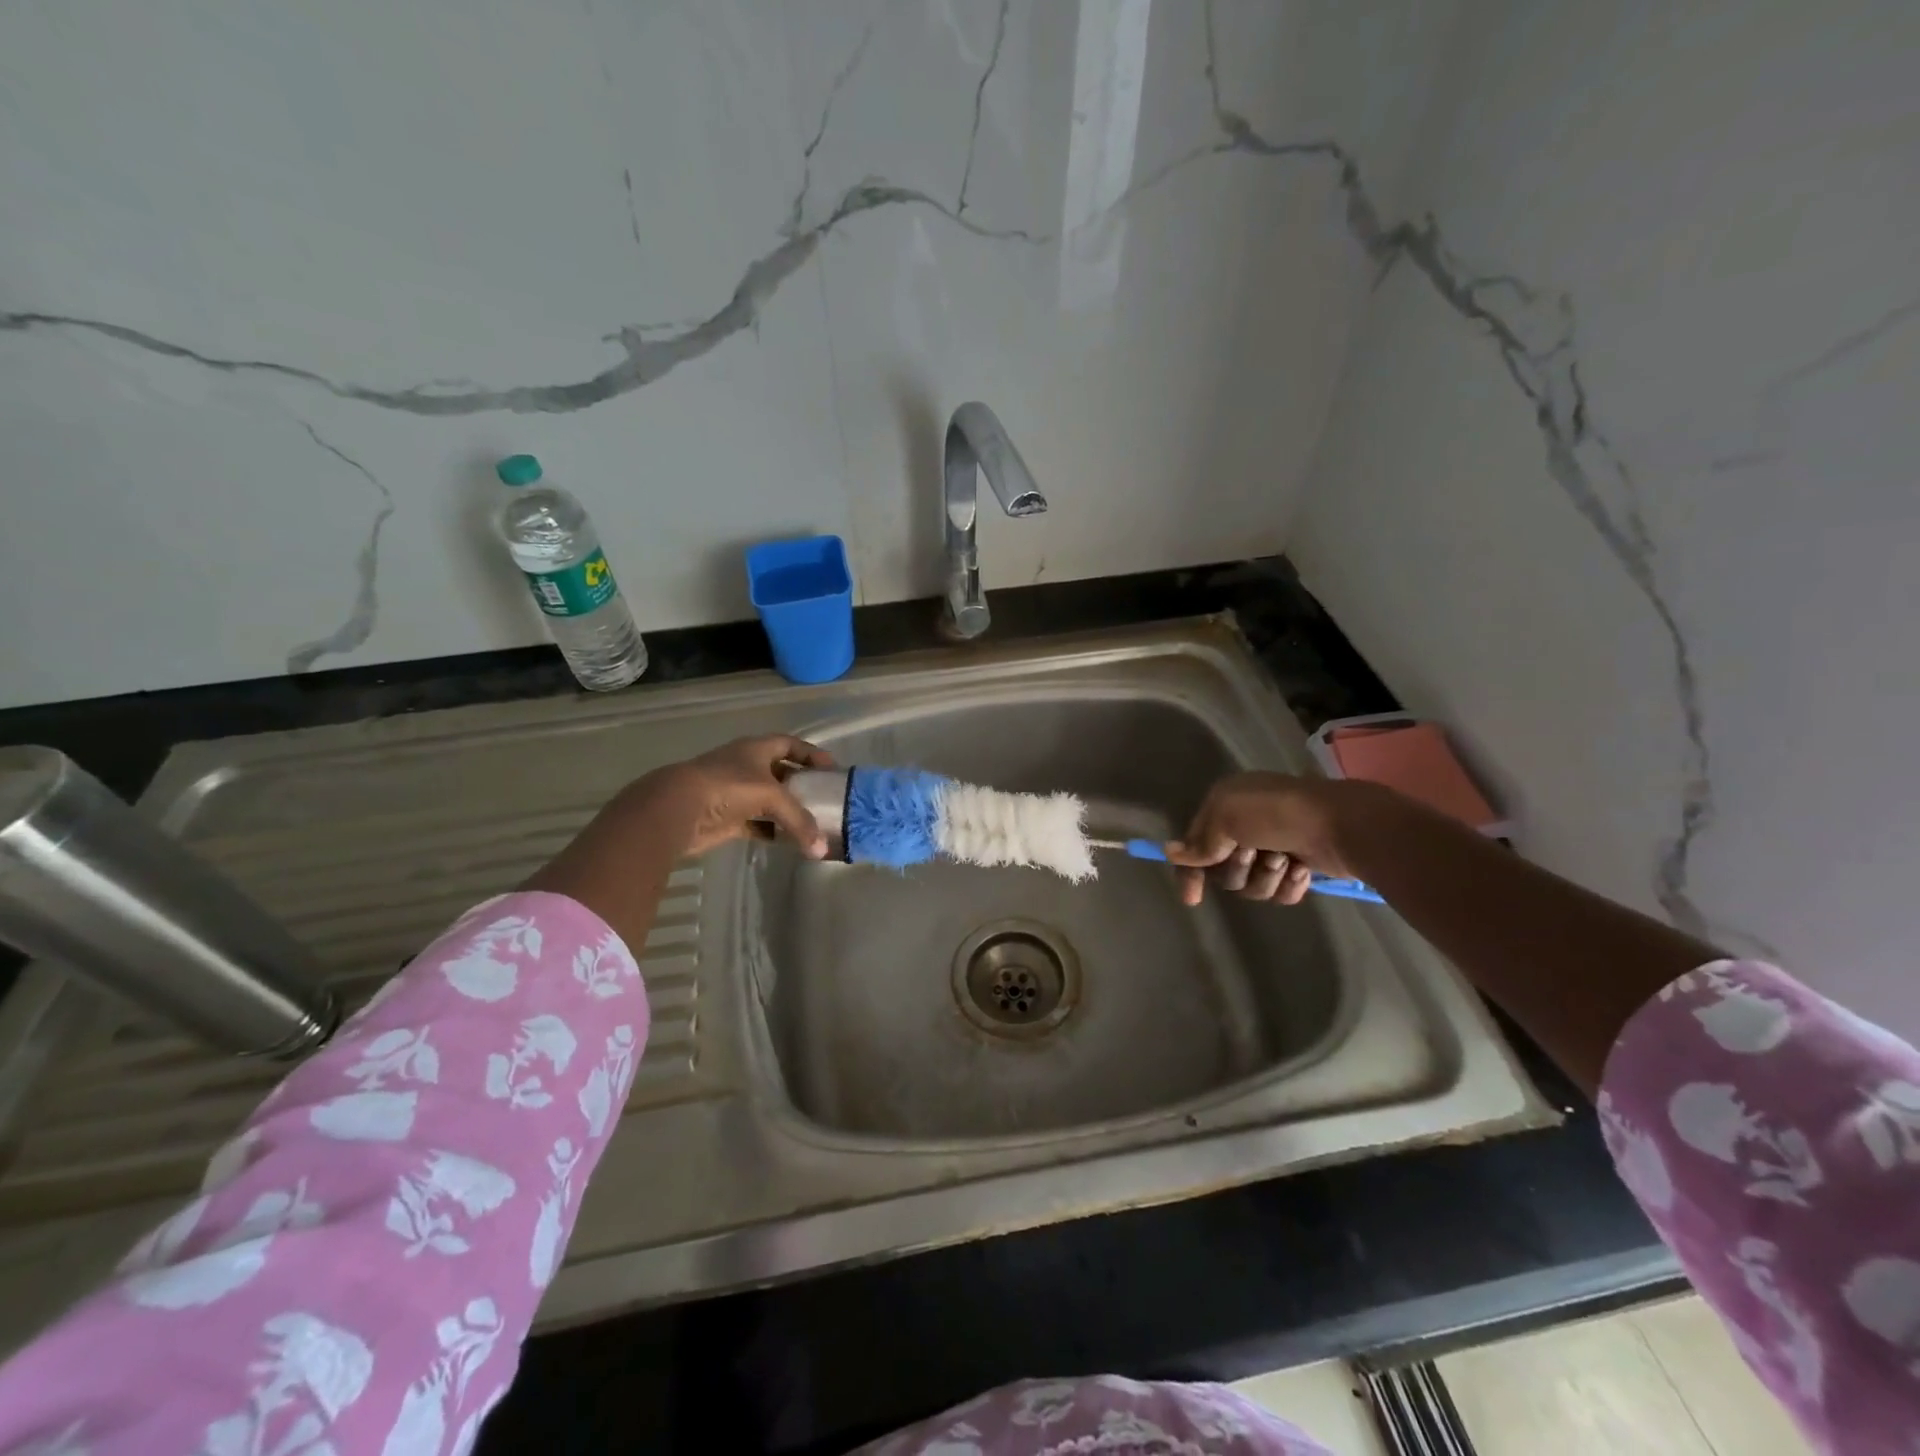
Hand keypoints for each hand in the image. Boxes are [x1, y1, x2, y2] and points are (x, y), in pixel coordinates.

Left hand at [642, 735, 834, 858]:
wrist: (677, 809)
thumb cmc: (727, 787)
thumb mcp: (771, 796)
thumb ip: (799, 820)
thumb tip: (821, 849)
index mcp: (756, 749)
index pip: (789, 744)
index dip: (811, 753)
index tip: (832, 768)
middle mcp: (747, 767)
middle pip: (782, 773)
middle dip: (803, 785)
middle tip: (827, 799)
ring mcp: (736, 793)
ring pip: (770, 801)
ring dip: (789, 812)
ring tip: (814, 823)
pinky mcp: (728, 819)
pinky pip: (758, 824)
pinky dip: (773, 832)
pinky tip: (789, 842)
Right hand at [1164, 772, 1363, 906]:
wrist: (1342, 825)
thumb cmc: (1277, 814)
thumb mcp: (1227, 817)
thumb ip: (1200, 841)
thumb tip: (1171, 852)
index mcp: (1227, 804)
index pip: (1194, 843)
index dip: (1190, 870)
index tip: (1193, 898)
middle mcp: (1247, 824)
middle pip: (1223, 869)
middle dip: (1238, 868)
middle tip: (1254, 854)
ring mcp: (1274, 846)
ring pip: (1251, 885)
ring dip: (1266, 877)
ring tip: (1286, 861)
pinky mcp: (1298, 866)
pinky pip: (1278, 892)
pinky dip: (1288, 885)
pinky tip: (1301, 870)